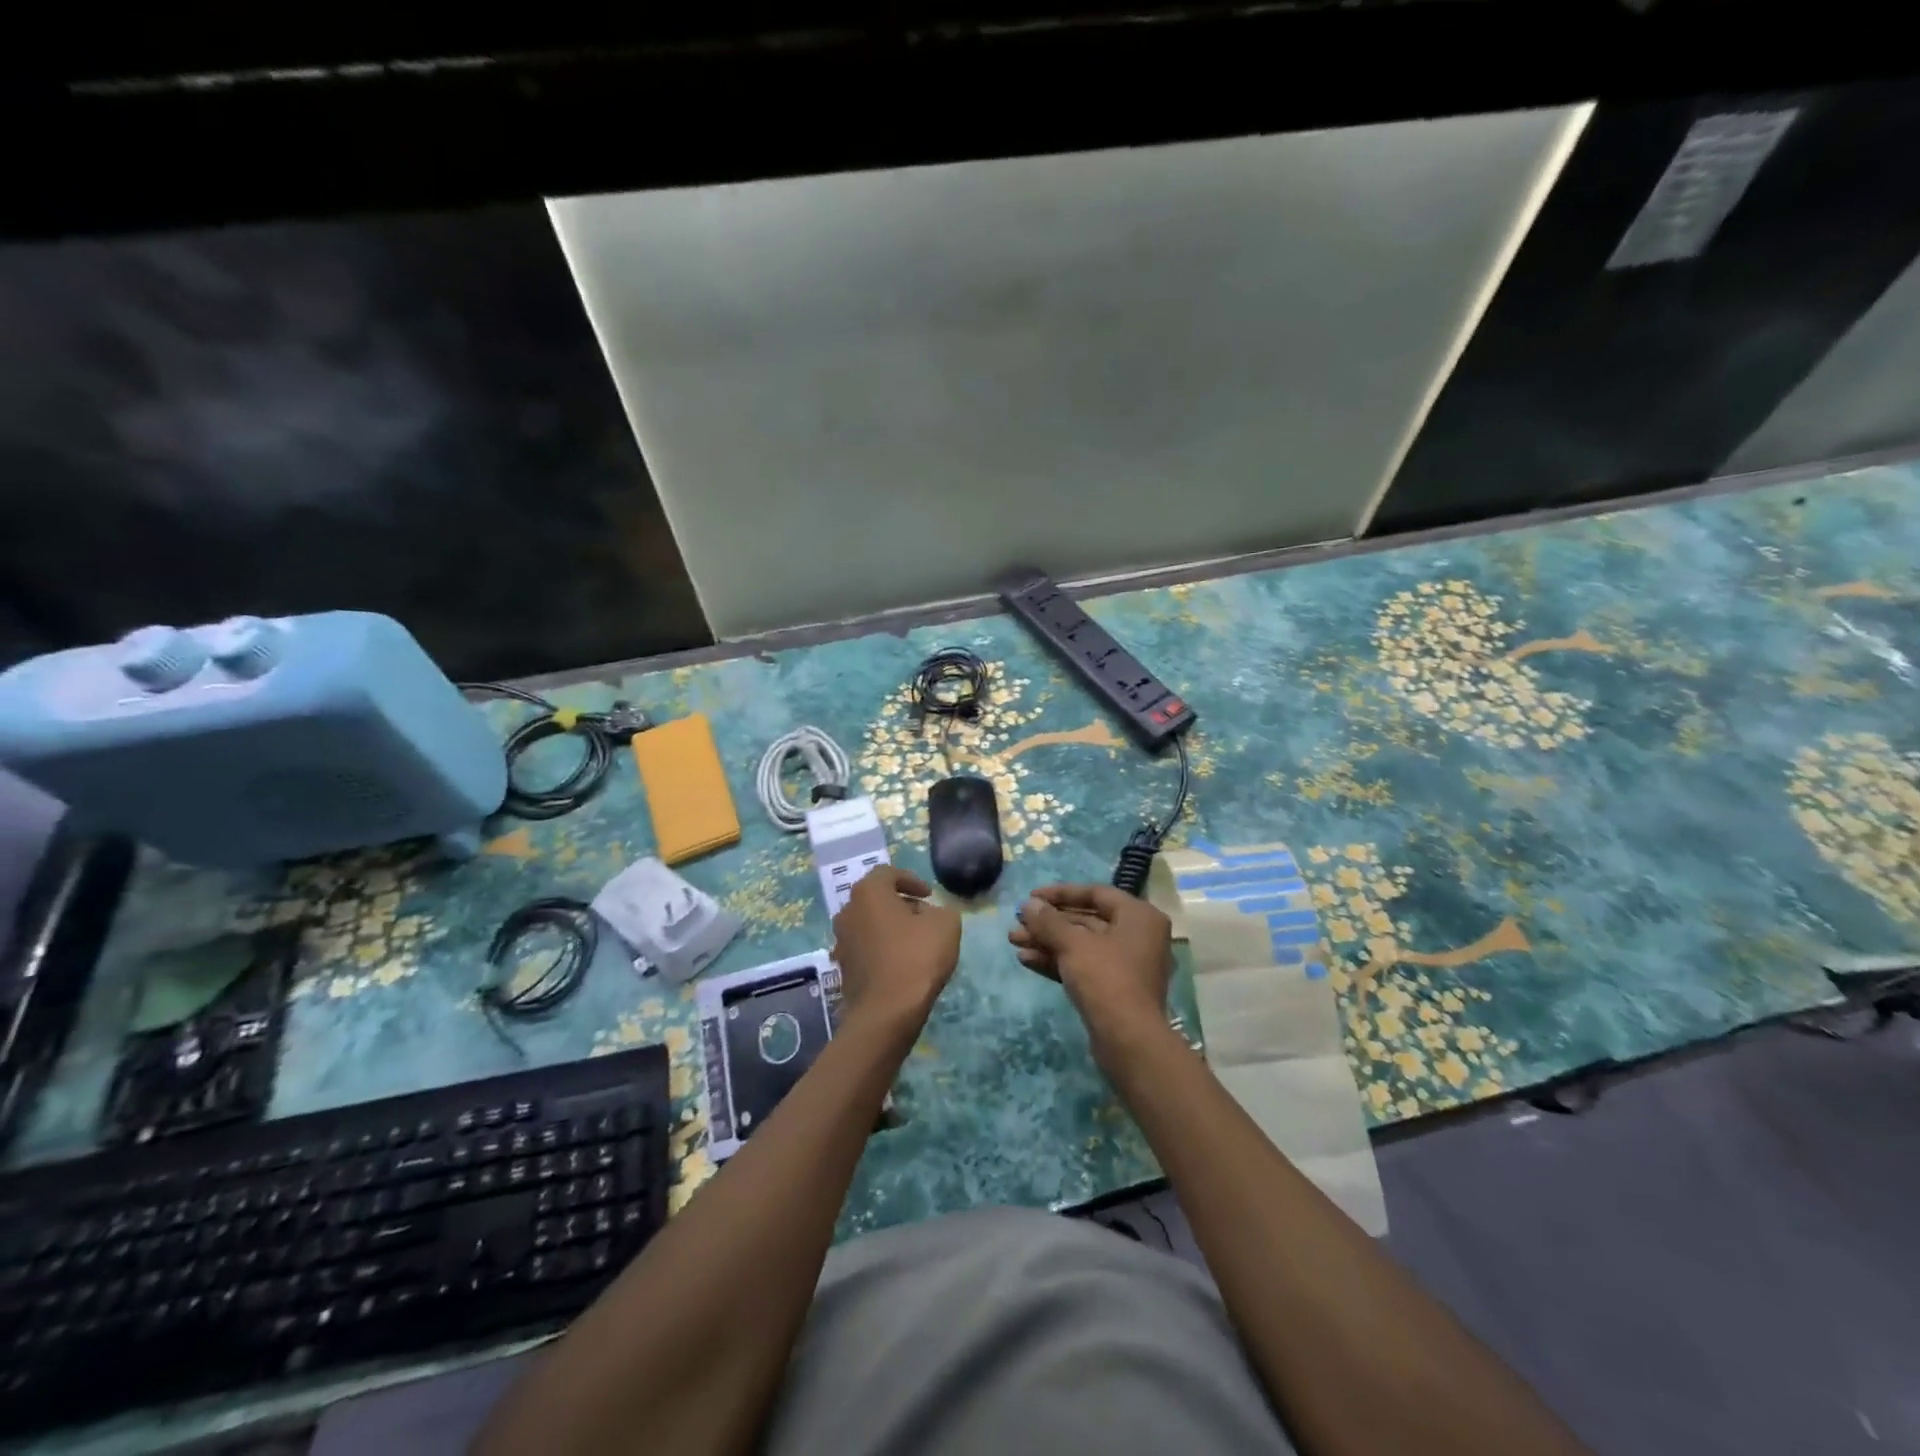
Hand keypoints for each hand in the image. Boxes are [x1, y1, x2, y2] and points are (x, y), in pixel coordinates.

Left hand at [831, 867, 960, 1031]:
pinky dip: (881, 948)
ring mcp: (841, 941)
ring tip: (914, 941)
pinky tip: (900, 963)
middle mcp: (847, 911)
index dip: (911, 880)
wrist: (886, 1012)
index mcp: (868, 892)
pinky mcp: (842, 967)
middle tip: (924, 916)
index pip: (888, 873)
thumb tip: (930, 914)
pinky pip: (865, 948)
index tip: (929, 895)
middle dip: (900, 904)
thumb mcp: (945, 924)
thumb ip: (941, 910)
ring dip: (890, 927)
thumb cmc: (916, 958)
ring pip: (869, 923)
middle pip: (876, 898)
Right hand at [1009, 884, 1174, 1063]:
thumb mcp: (1073, 944)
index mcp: (1138, 916)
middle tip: (1017, 922)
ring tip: (1013, 941)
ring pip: (1081, 945)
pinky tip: (1026, 960)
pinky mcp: (1114, 989)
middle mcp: (1137, 936)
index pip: (1095, 893)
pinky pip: (1083, 966)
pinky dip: (1057, 961)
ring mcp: (1127, 965)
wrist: (1128, 1041)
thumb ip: (1048, 921)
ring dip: (1047, 942)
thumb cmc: (1106, 978)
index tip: (1031, 897)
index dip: (1060, 893)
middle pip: (1086, 920)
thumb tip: (1028, 904)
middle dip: (1049, 923)